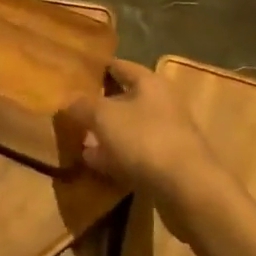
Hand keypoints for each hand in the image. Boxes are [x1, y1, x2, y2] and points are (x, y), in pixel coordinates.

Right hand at [61, 60, 223, 228]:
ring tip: (78, 141)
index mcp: (149, 82)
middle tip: (71, 112)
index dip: (96, 69)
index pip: (118, 66)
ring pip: (128, 128)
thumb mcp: (104, 117)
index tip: (73, 75)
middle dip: (98, 106)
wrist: (188, 189)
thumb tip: (68, 100)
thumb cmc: (144, 139)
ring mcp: (166, 134)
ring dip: (105, 134)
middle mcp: (161, 102)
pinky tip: (95, 164)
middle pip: (124, 98)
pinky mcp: (167, 163)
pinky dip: (116, 156)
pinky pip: (135, 153)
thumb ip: (82, 105)